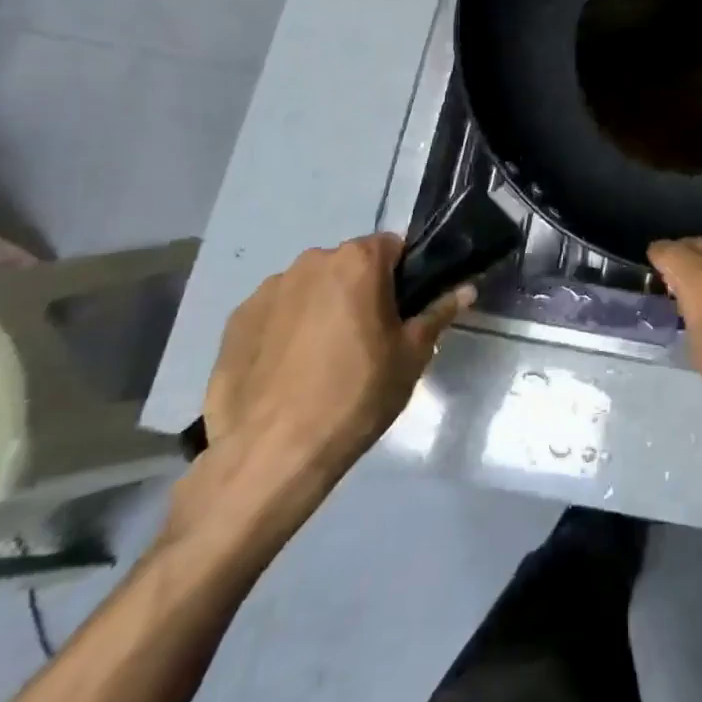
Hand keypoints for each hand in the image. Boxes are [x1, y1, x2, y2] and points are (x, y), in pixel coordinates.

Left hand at [178, 236, 472, 543]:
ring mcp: (268, 289)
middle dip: (360, 291)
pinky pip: (275, 313)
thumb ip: (439, 314)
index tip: (402, 311)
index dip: (403, 276)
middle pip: (349, 265)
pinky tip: (287, 372)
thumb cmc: (356, 396)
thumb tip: (467, 289)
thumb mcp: (411, 357)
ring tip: (321, 362)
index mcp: (358, 260)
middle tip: (367, 340)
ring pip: (310, 288)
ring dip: (321, 309)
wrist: (271, 455)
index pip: (393, 246)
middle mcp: (311, 261)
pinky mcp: (235, 321)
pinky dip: (285, 330)